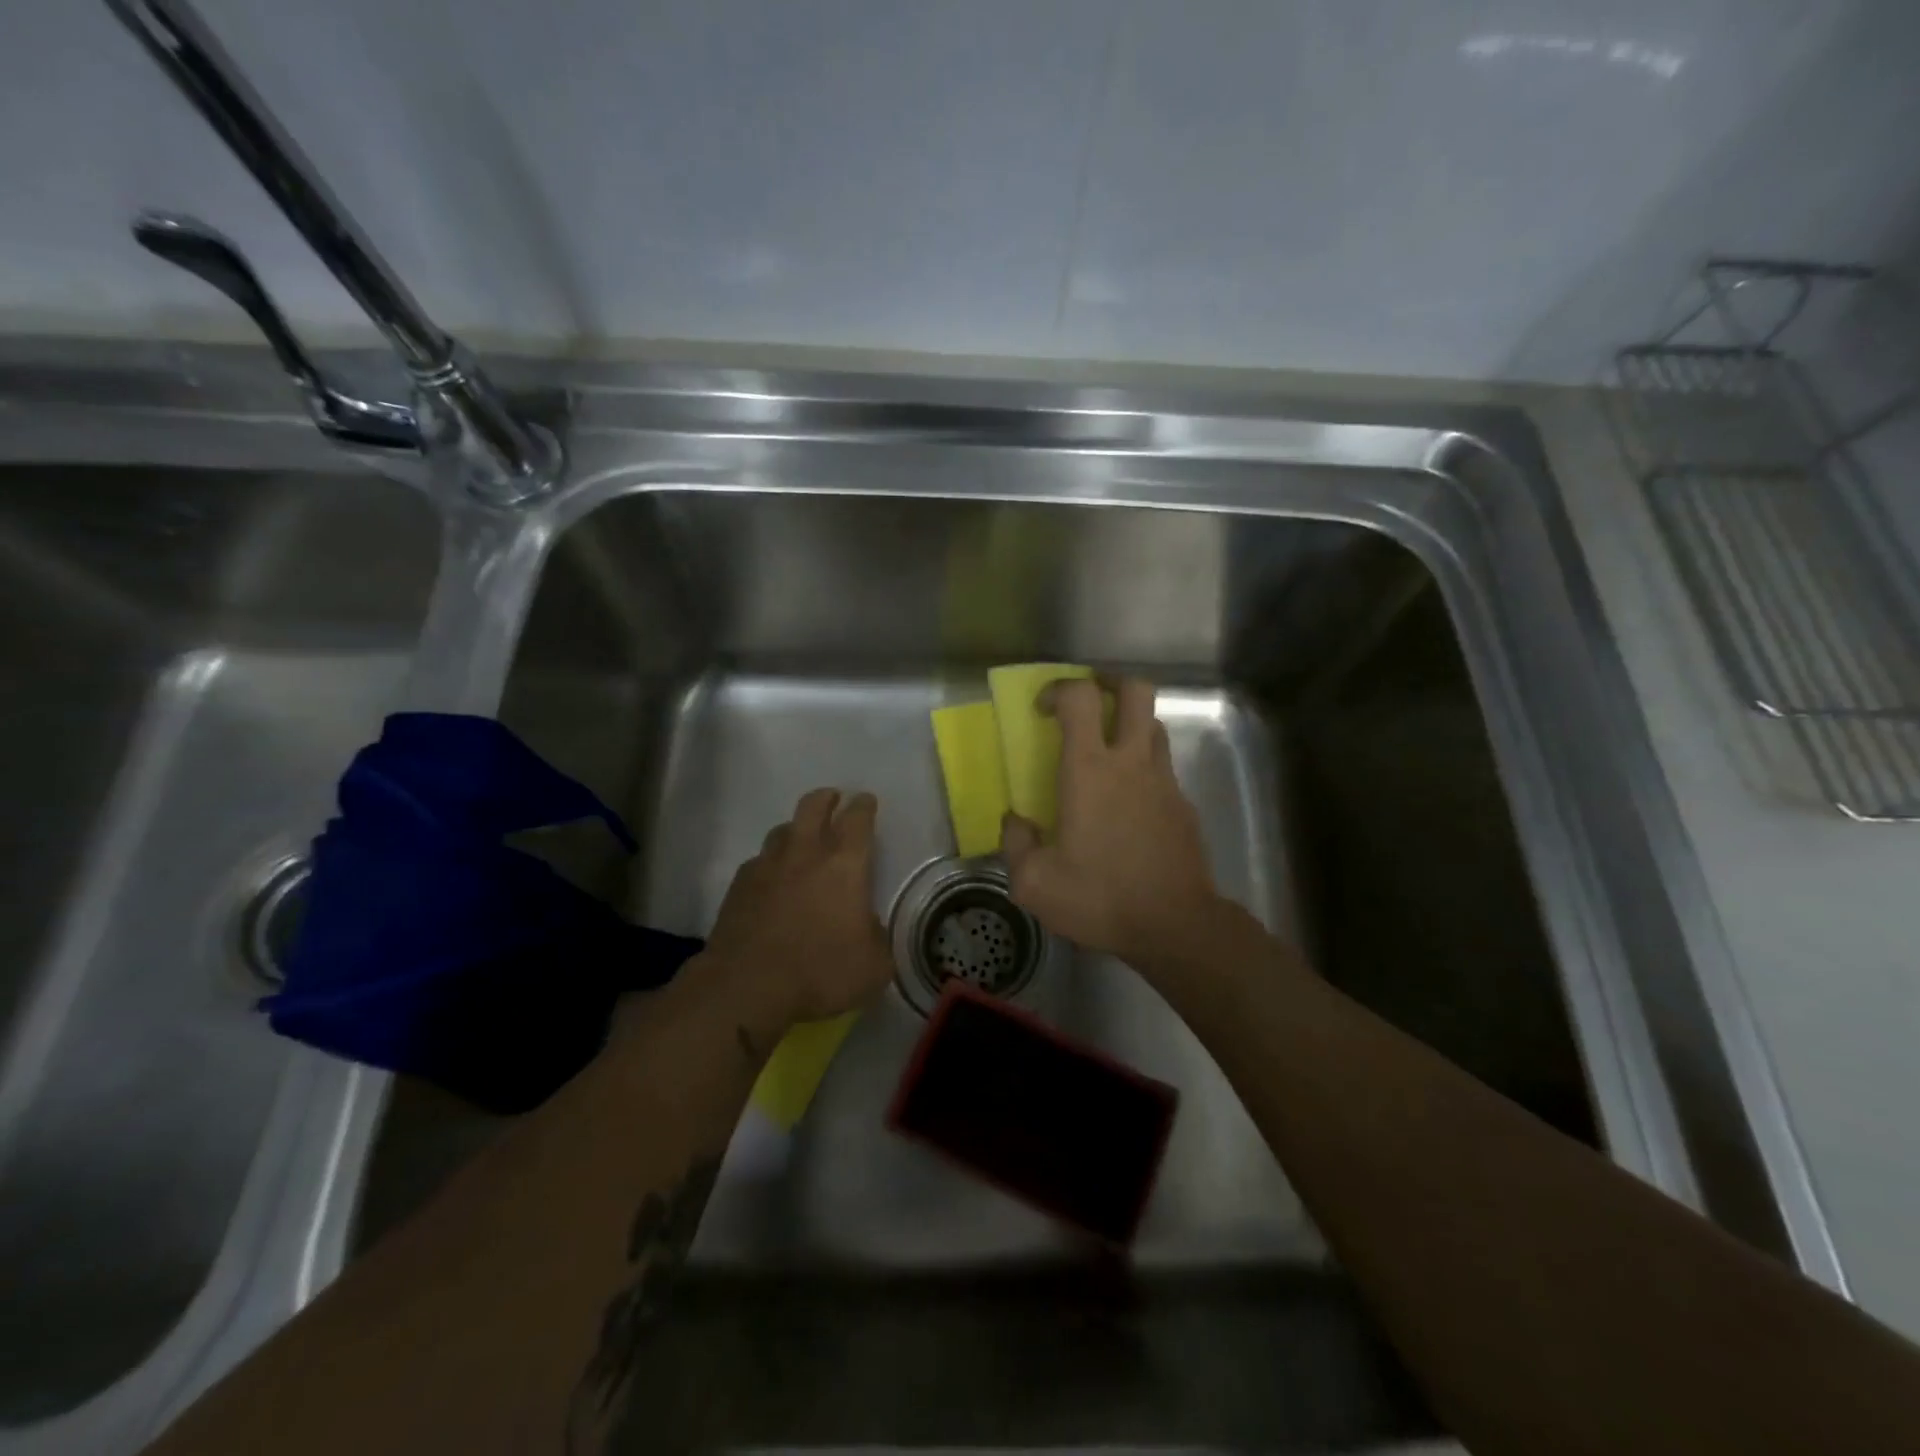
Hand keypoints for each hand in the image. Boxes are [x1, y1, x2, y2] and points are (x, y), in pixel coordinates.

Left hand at [700, 788, 893, 1025]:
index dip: (864, 806)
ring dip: (796, 829)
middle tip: (833, 800)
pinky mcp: (738, 886)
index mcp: (844, 865)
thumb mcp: (874, 966)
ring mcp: (767, 866)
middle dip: (826, 798)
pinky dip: (770, 864)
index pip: (858, 819)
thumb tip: (869, 928)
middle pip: (813, 806)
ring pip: (782, 830)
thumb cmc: (820, 972)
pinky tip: (772, 881)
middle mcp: (805, 854)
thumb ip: (877, 939)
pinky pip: (759, 862)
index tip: (866, 801)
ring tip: (802, 841)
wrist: (747, 987)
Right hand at [1001, 677, 1222, 970]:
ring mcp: (1165, 781)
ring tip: (1107, 751)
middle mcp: (1131, 762)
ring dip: (1130, 724)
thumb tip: (1016, 822)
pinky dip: (1144, 768)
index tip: (1043, 710)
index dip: (1059, 689)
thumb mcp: (1035, 883)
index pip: (1080, 698)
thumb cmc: (1100, 898)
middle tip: (1088, 704)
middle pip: (1135, 691)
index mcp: (1090, 770)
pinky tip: (1129, 804)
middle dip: (1109, 684)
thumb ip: (1016, 844)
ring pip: (1154, 725)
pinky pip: (1163, 768)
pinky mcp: (1184, 805)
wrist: (1175, 925)